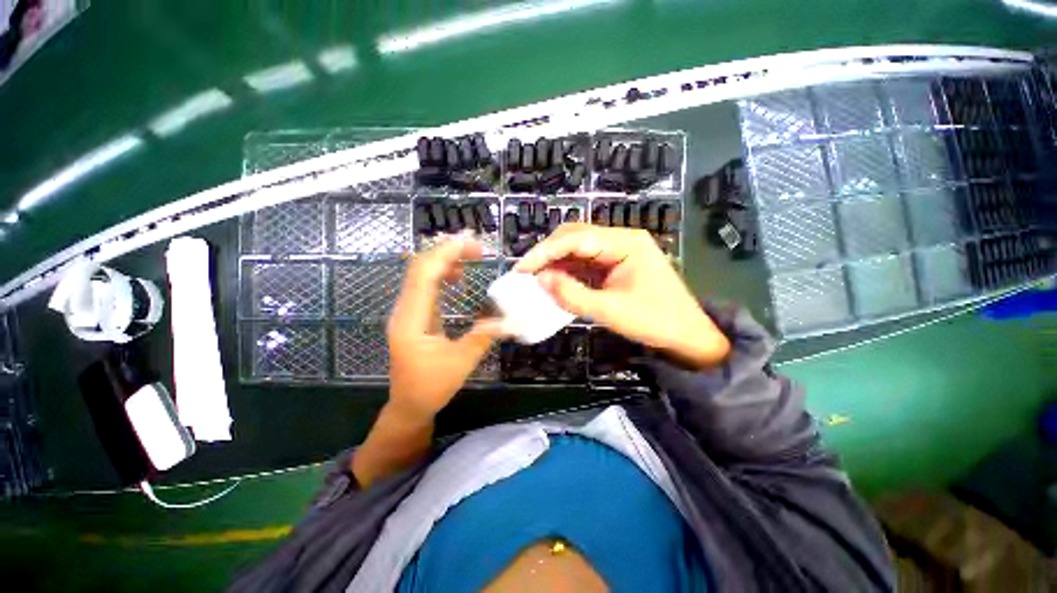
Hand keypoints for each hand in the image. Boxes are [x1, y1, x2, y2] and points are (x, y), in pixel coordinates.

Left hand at [387, 237, 499, 419]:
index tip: (472, 244)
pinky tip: (459, 277)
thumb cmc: (431, 387)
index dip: (446, 254)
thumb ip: (485, 336)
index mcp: (411, 320)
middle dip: (448, 251)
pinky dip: (442, 274)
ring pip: (421, 273)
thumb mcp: (461, 362)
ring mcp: (407, 311)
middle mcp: (404, 309)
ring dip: (445, 260)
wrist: (409, 405)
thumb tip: (514, 320)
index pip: (424, 274)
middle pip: (419, 267)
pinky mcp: (414, 314)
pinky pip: (425, 285)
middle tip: (478, 247)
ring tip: (471, 257)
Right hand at [516, 223, 729, 367]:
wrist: (688, 336)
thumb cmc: (656, 322)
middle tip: (526, 272)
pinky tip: (554, 281)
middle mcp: (621, 240)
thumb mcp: (611, 311)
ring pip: (578, 248)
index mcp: (626, 243)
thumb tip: (541, 280)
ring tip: (534, 277)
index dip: (546, 251)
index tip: (522, 268)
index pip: (577, 238)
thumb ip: (573, 295)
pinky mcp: (614, 265)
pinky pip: (584, 262)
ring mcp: (617, 251)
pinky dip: (567, 270)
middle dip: (548, 252)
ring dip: (555, 261)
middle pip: (576, 236)